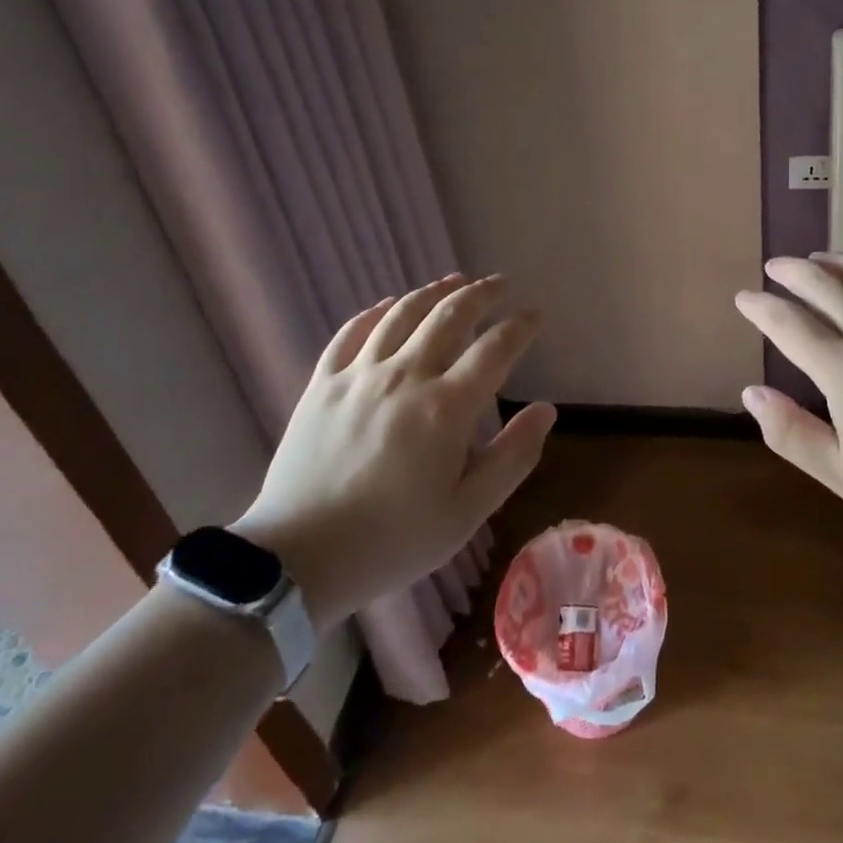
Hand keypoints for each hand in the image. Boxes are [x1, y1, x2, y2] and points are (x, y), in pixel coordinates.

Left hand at [231, 274, 556, 626]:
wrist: (296, 561)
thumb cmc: (392, 540)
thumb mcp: (467, 512)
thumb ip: (513, 456)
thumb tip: (546, 409)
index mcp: (446, 407)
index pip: (495, 348)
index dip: (520, 326)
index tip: (535, 315)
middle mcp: (405, 376)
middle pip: (449, 315)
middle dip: (481, 293)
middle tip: (500, 284)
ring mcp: (359, 375)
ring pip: (402, 314)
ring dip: (434, 292)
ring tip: (453, 281)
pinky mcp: (322, 384)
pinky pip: (351, 332)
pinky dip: (375, 312)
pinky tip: (389, 305)